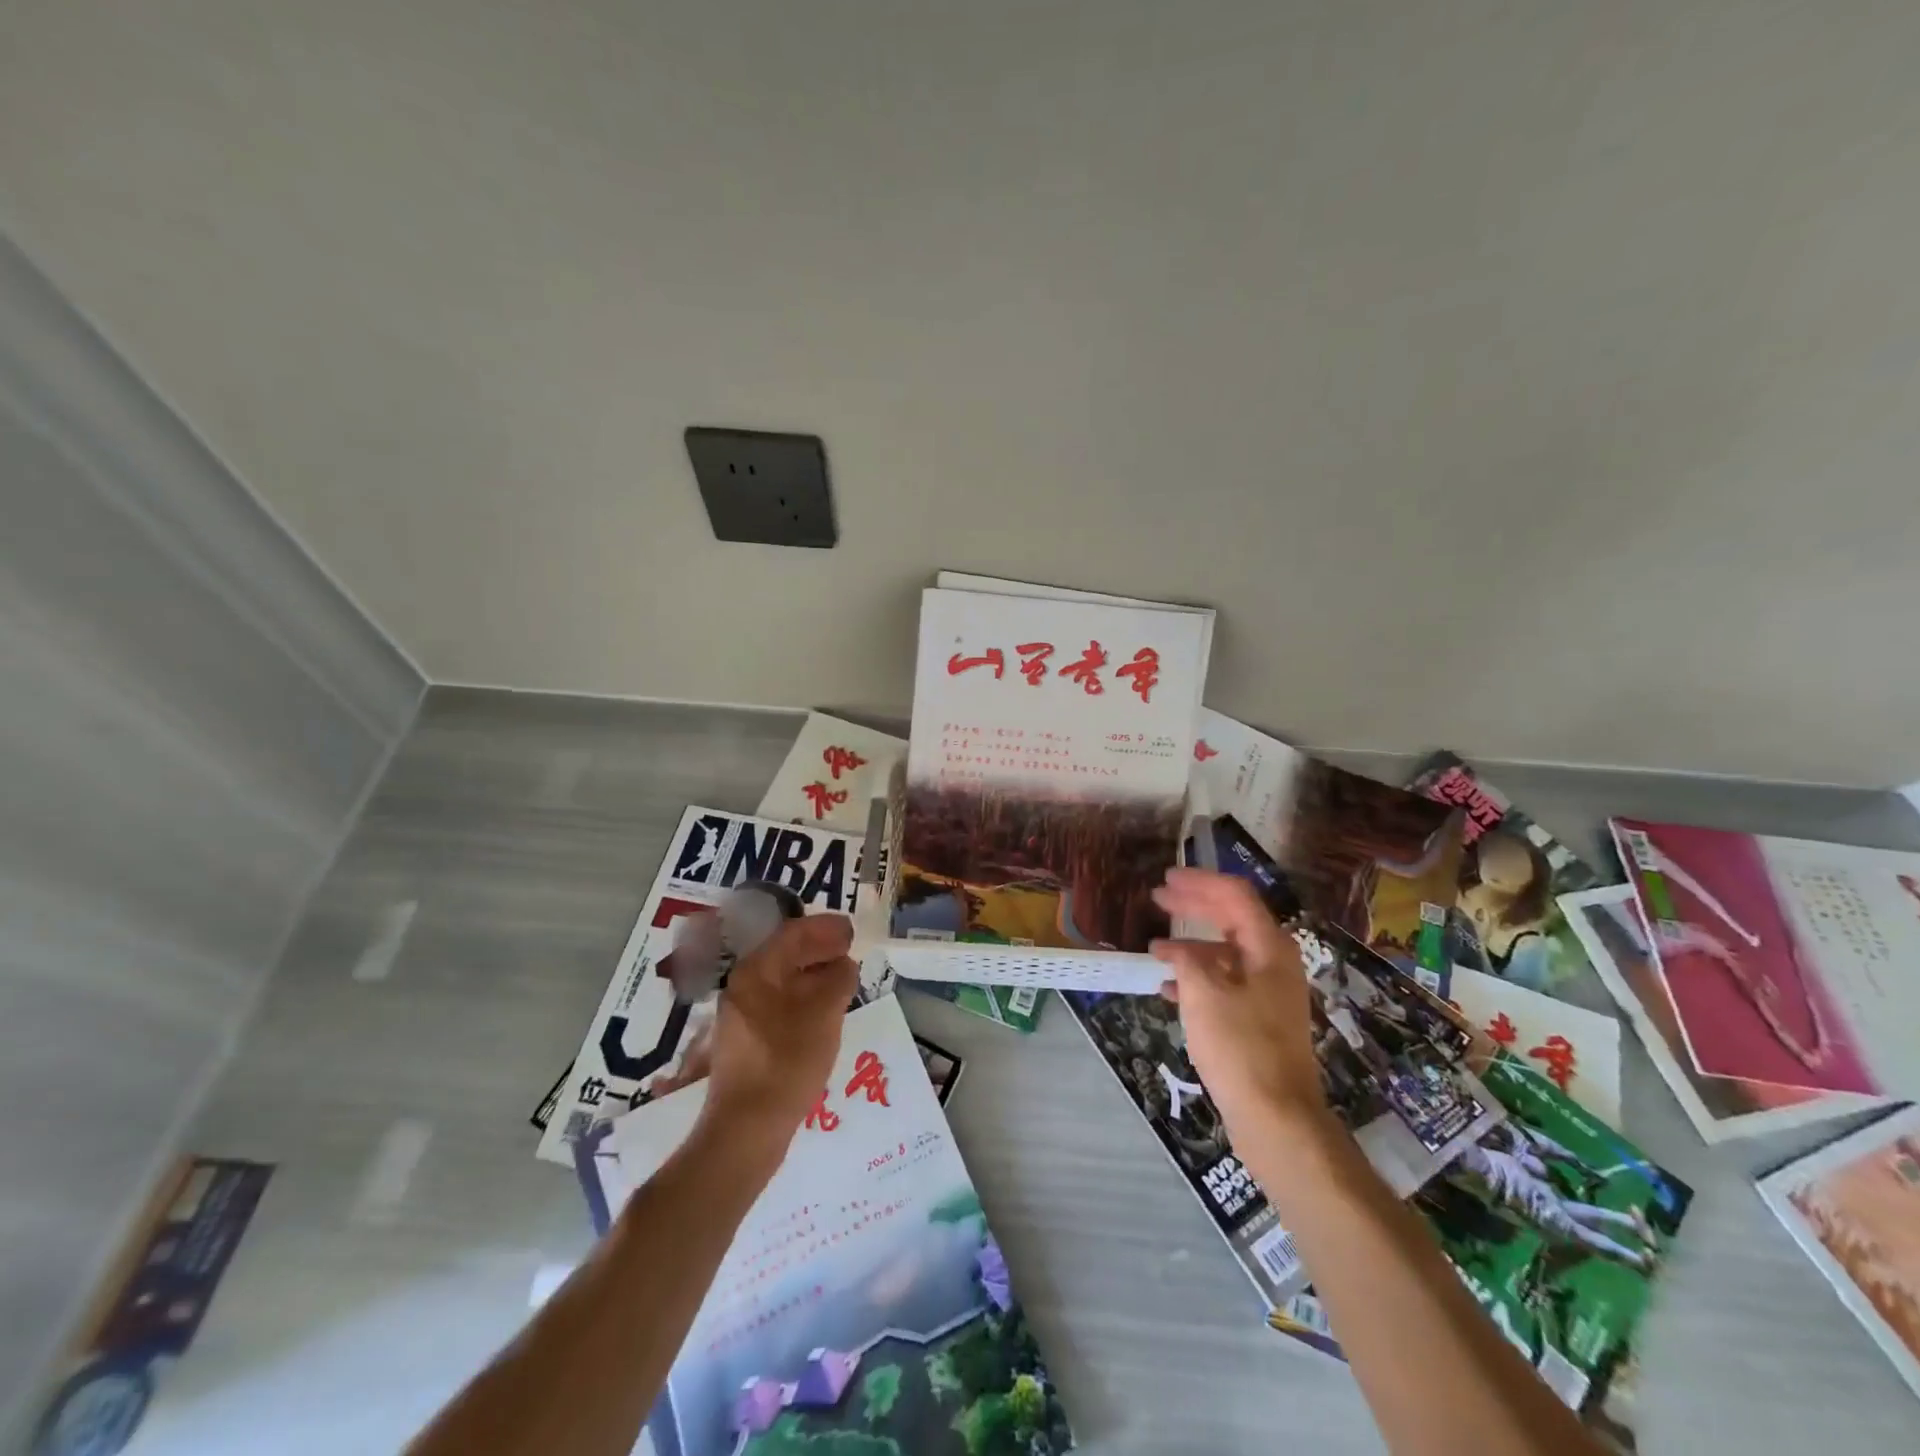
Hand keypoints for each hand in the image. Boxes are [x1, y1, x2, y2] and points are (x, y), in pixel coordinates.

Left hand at [700, 914, 859, 1147]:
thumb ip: (838, 980)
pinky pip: (780, 1004)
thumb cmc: (787, 1062)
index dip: (824, 929)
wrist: (746, 1129)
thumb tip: (844, 964)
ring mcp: (742, 1016)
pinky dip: (804, 997)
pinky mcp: (748, 1041)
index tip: (851, 930)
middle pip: (784, 955)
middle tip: (850, 948)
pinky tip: (824, 1010)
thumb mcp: (824, 1015)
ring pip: (783, 981)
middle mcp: (743, 987)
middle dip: (819, 948)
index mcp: (756, 972)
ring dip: (813, 974)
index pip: (792, 934)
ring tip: (843, 977)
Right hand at [1151, 869, 1327, 1139]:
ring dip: (1191, 944)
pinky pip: (1225, 982)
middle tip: (1158, 898)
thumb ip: (1186, 959)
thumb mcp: (1204, 993)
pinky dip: (1197, 976)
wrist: (1277, 1117)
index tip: (1167, 878)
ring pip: (1226, 952)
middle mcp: (1273, 962)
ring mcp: (1269, 992)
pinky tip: (1168, 988)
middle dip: (1194, 906)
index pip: (1235, 895)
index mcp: (1268, 947)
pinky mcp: (1259, 1019)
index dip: (1200, 882)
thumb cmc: (1240, 1046)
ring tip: (1155, 948)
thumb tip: (1174, 950)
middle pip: (1232, 918)